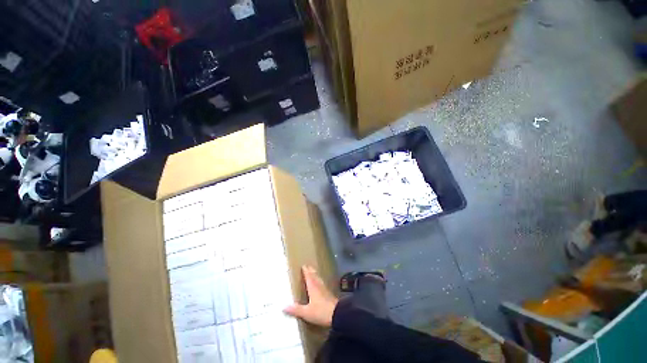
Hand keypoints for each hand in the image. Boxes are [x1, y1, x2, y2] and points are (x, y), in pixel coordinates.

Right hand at [284, 265, 338, 327]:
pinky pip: (322, 284)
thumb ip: (296, 310)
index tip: (303, 265)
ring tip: (313, 272)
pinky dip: (319, 281)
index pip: (309, 277)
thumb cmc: (321, 312)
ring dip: (315, 275)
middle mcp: (319, 286)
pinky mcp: (329, 294)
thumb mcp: (307, 312)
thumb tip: (284, 307)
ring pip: (319, 279)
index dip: (306, 271)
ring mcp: (325, 290)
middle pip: (314, 276)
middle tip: (308, 266)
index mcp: (313, 287)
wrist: (338, 314)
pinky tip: (320, 285)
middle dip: (311, 271)